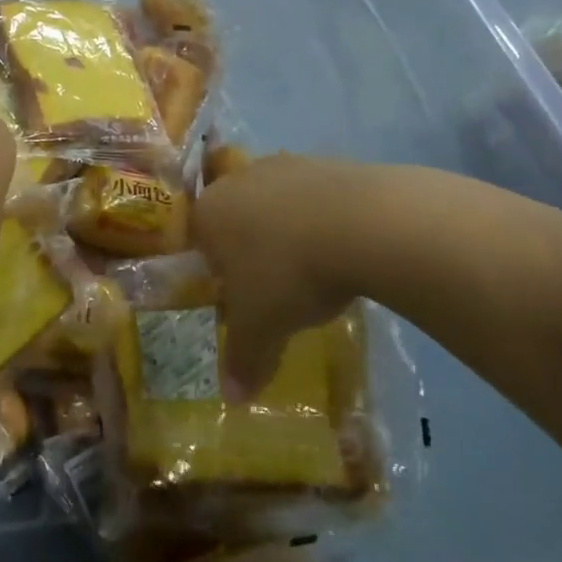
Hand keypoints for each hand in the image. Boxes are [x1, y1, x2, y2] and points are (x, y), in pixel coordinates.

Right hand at [192, 154, 366, 398]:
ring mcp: (283, 166)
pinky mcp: (326, 163)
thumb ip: (243, 359)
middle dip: (251, 248)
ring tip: (315, 268)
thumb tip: (232, 398)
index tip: (239, 294)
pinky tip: (343, 248)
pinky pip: (313, 196)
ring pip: (275, 203)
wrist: (363, 223)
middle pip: (236, 217)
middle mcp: (237, 181)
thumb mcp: (262, 327)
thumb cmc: (289, 273)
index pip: (198, 239)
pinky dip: (322, 218)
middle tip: (275, 284)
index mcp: (209, 214)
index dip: (215, 269)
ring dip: (288, 231)